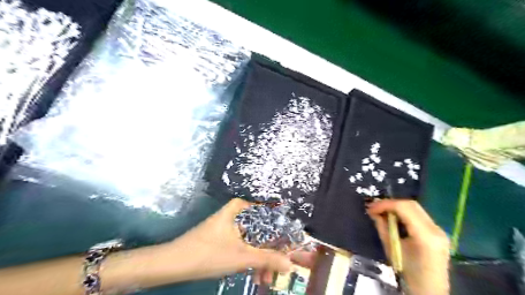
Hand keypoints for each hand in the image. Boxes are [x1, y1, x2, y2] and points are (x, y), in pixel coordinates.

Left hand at [167, 198, 291, 280]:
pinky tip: (254, 273)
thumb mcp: (242, 257)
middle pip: (261, 229)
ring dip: (260, 258)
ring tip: (266, 277)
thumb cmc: (209, 253)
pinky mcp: (224, 236)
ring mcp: (230, 225)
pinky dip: (250, 258)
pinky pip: (243, 244)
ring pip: (252, 239)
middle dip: (270, 251)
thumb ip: (267, 259)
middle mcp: (236, 213)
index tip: (290, 244)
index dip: (281, 230)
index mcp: (240, 209)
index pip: (268, 214)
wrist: (175, 263)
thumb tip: (290, 264)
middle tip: (279, 266)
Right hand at [366, 200, 448, 294]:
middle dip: (390, 203)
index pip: (404, 208)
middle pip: (411, 205)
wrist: (430, 291)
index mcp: (426, 236)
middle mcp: (436, 229)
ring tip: (382, 212)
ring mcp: (439, 230)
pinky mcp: (437, 232)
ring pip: (415, 208)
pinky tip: (394, 218)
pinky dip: (404, 213)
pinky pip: (418, 215)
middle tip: (375, 208)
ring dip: (397, 207)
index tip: (371, 208)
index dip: (385, 204)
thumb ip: (383, 227)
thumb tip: (373, 212)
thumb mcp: (391, 249)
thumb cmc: (409, 273)